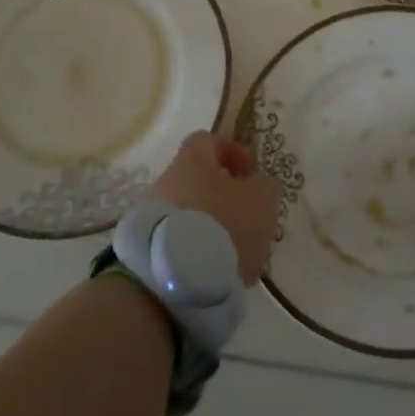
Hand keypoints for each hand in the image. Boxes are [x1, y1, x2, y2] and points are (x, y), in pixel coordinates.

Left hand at [150, 132, 281, 285]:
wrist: (176, 275)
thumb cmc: (223, 223)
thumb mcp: (261, 199)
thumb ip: (264, 187)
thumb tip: (257, 186)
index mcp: (192, 159)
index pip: (209, 140)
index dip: (233, 153)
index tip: (251, 174)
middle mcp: (167, 180)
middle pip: (199, 180)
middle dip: (226, 199)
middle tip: (249, 221)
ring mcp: (154, 215)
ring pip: (192, 215)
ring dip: (215, 229)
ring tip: (239, 255)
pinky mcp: (150, 248)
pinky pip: (181, 243)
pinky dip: (200, 252)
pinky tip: (220, 272)